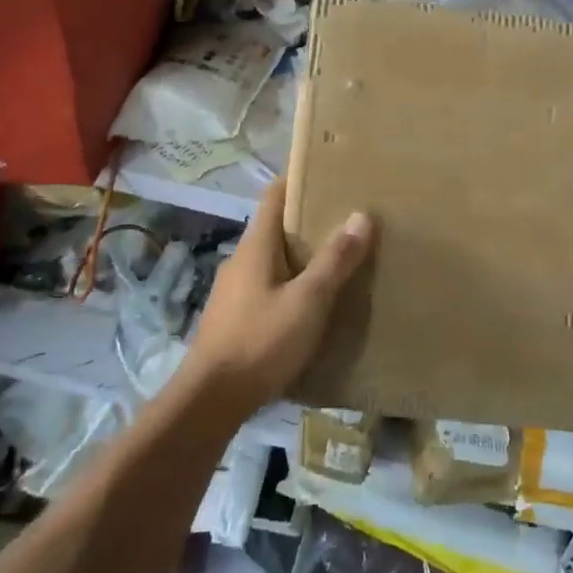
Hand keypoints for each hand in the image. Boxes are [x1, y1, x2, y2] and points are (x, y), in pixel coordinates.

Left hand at [183, 177, 372, 417]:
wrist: (210, 400)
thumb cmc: (261, 341)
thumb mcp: (308, 301)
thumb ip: (334, 261)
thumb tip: (361, 215)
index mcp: (255, 246)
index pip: (274, 196)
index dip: (298, 179)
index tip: (328, 171)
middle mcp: (241, 260)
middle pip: (276, 227)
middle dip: (308, 220)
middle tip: (347, 217)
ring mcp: (234, 291)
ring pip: (273, 259)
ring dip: (301, 254)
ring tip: (338, 258)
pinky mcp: (235, 318)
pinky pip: (268, 286)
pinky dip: (291, 282)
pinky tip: (312, 301)